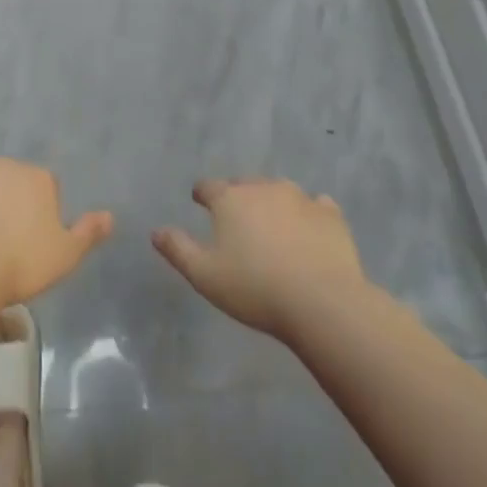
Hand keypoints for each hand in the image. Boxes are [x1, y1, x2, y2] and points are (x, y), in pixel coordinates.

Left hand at [0, 158, 113, 305]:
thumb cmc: (22, 263)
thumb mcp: (66, 255)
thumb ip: (88, 232)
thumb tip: (110, 216)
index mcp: (38, 178)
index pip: (46, 187)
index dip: (40, 212)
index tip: (31, 242)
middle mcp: (5, 165)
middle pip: (10, 182)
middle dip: (8, 202)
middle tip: (1, 241)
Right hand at [154, 178, 367, 339]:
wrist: (322, 302)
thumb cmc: (255, 288)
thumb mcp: (205, 275)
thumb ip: (178, 249)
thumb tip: (156, 231)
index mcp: (230, 199)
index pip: (208, 187)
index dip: (202, 194)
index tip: (200, 202)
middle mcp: (263, 188)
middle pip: (244, 184)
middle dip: (237, 197)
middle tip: (236, 219)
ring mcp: (301, 198)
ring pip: (279, 191)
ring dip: (272, 202)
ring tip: (272, 225)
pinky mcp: (330, 215)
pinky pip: (316, 206)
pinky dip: (309, 214)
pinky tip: (310, 230)